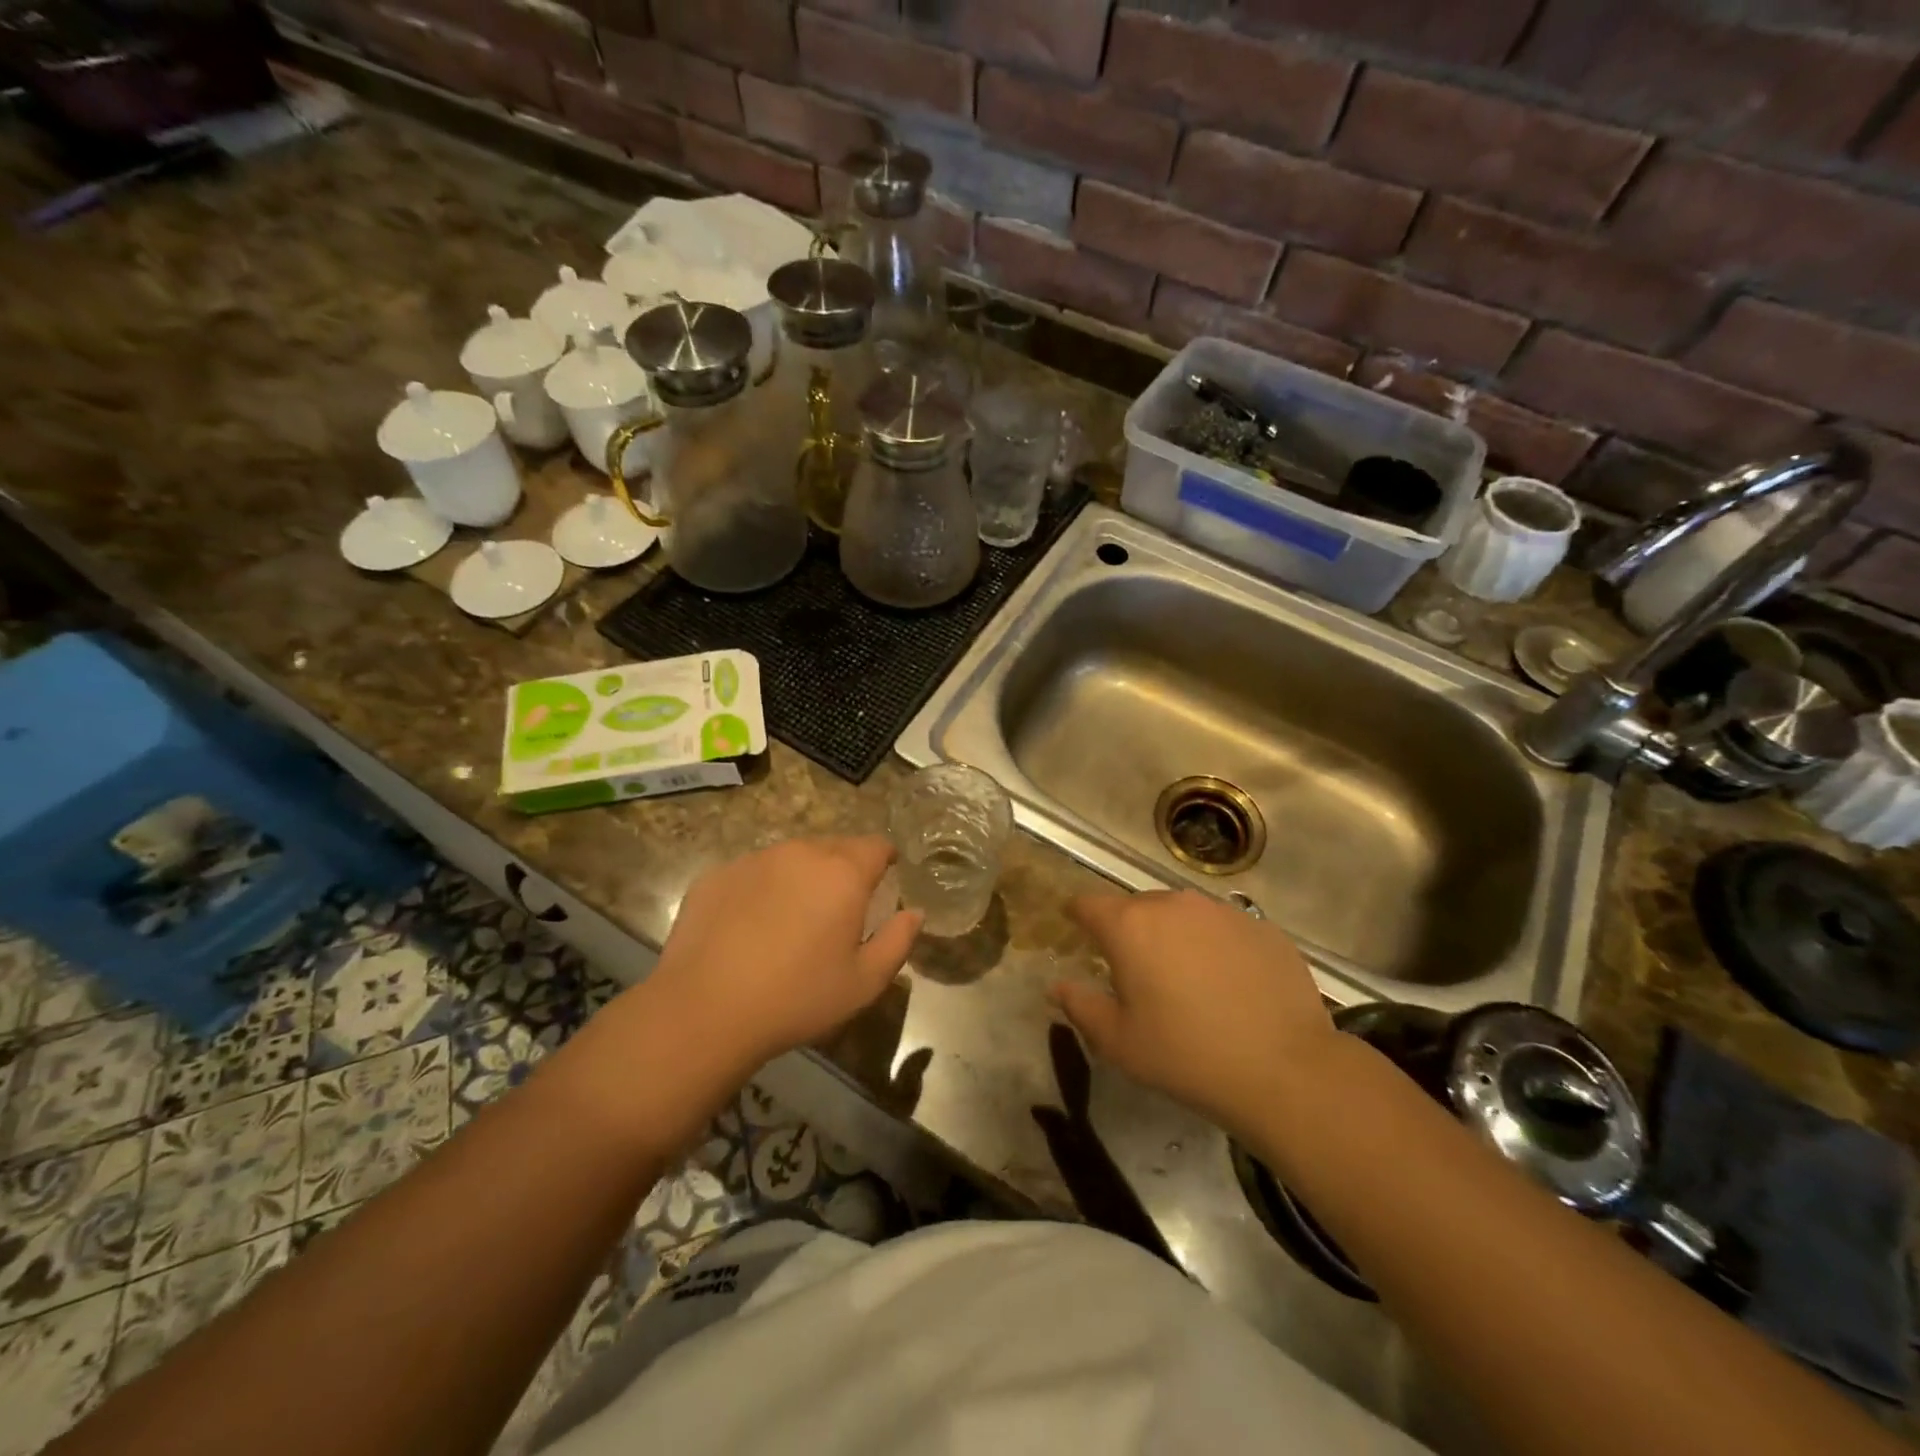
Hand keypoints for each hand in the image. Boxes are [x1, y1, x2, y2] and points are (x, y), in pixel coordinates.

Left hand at [644, 836, 921, 1069]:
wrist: (704, 1010)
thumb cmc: (796, 997)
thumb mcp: (864, 983)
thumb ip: (898, 941)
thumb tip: (914, 912)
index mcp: (843, 873)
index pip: (876, 845)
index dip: (885, 859)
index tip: (883, 880)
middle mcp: (801, 853)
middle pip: (834, 847)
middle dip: (844, 869)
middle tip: (837, 910)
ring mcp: (754, 860)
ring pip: (792, 857)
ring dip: (801, 877)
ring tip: (791, 920)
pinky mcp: (717, 874)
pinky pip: (753, 872)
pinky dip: (761, 889)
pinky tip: (749, 928)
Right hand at [1051, 890, 1335, 1136]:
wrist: (1284, 1070)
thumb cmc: (1186, 1056)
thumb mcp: (1119, 1042)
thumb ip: (1081, 1007)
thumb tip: (1057, 987)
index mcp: (1130, 926)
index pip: (1088, 904)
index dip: (1078, 916)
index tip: (1077, 931)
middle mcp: (1173, 904)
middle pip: (1137, 907)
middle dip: (1130, 931)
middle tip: (1137, 972)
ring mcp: (1222, 911)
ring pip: (1183, 914)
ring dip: (1174, 936)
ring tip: (1186, 978)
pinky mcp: (1262, 926)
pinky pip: (1224, 928)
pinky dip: (1216, 946)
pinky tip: (1230, 984)